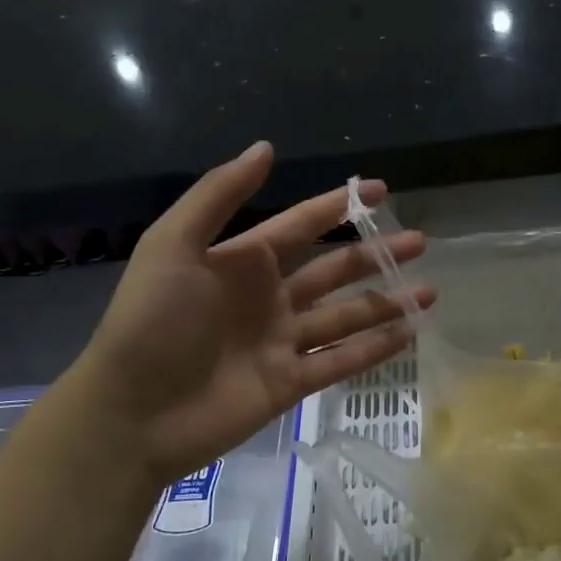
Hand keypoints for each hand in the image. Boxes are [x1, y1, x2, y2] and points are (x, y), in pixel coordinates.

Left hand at [68, 141, 432, 482]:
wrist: (131, 413)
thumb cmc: (152, 321)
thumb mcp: (174, 244)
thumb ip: (220, 195)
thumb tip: (266, 147)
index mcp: (242, 262)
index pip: (300, 225)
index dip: (339, 205)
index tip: (379, 189)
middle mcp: (268, 298)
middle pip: (333, 270)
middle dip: (375, 254)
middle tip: (418, 240)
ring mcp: (281, 343)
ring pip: (345, 317)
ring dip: (386, 303)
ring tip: (429, 291)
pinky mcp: (289, 385)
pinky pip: (340, 362)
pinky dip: (374, 349)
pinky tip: (409, 334)